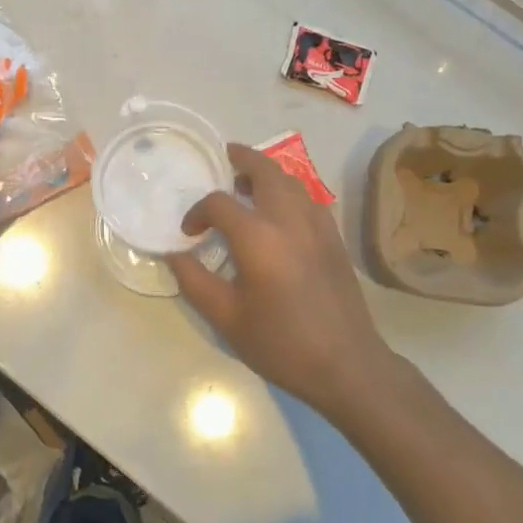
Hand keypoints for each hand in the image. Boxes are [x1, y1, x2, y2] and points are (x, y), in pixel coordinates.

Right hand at [170, 143, 394, 416]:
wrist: (347, 365)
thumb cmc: (282, 343)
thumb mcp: (227, 319)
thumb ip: (195, 281)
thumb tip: (175, 254)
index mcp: (258, 238)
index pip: (219, 204)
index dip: (198, 213)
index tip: (189, 233)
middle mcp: (289, 220)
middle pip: (265, 170)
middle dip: (242, 159)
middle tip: (225, 157)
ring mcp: (318, 225)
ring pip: (291, 180)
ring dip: (267, 173)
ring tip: (248, 183)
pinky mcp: (334, 237)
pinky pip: (309, 198)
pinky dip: (289, 191)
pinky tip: (280, 211)